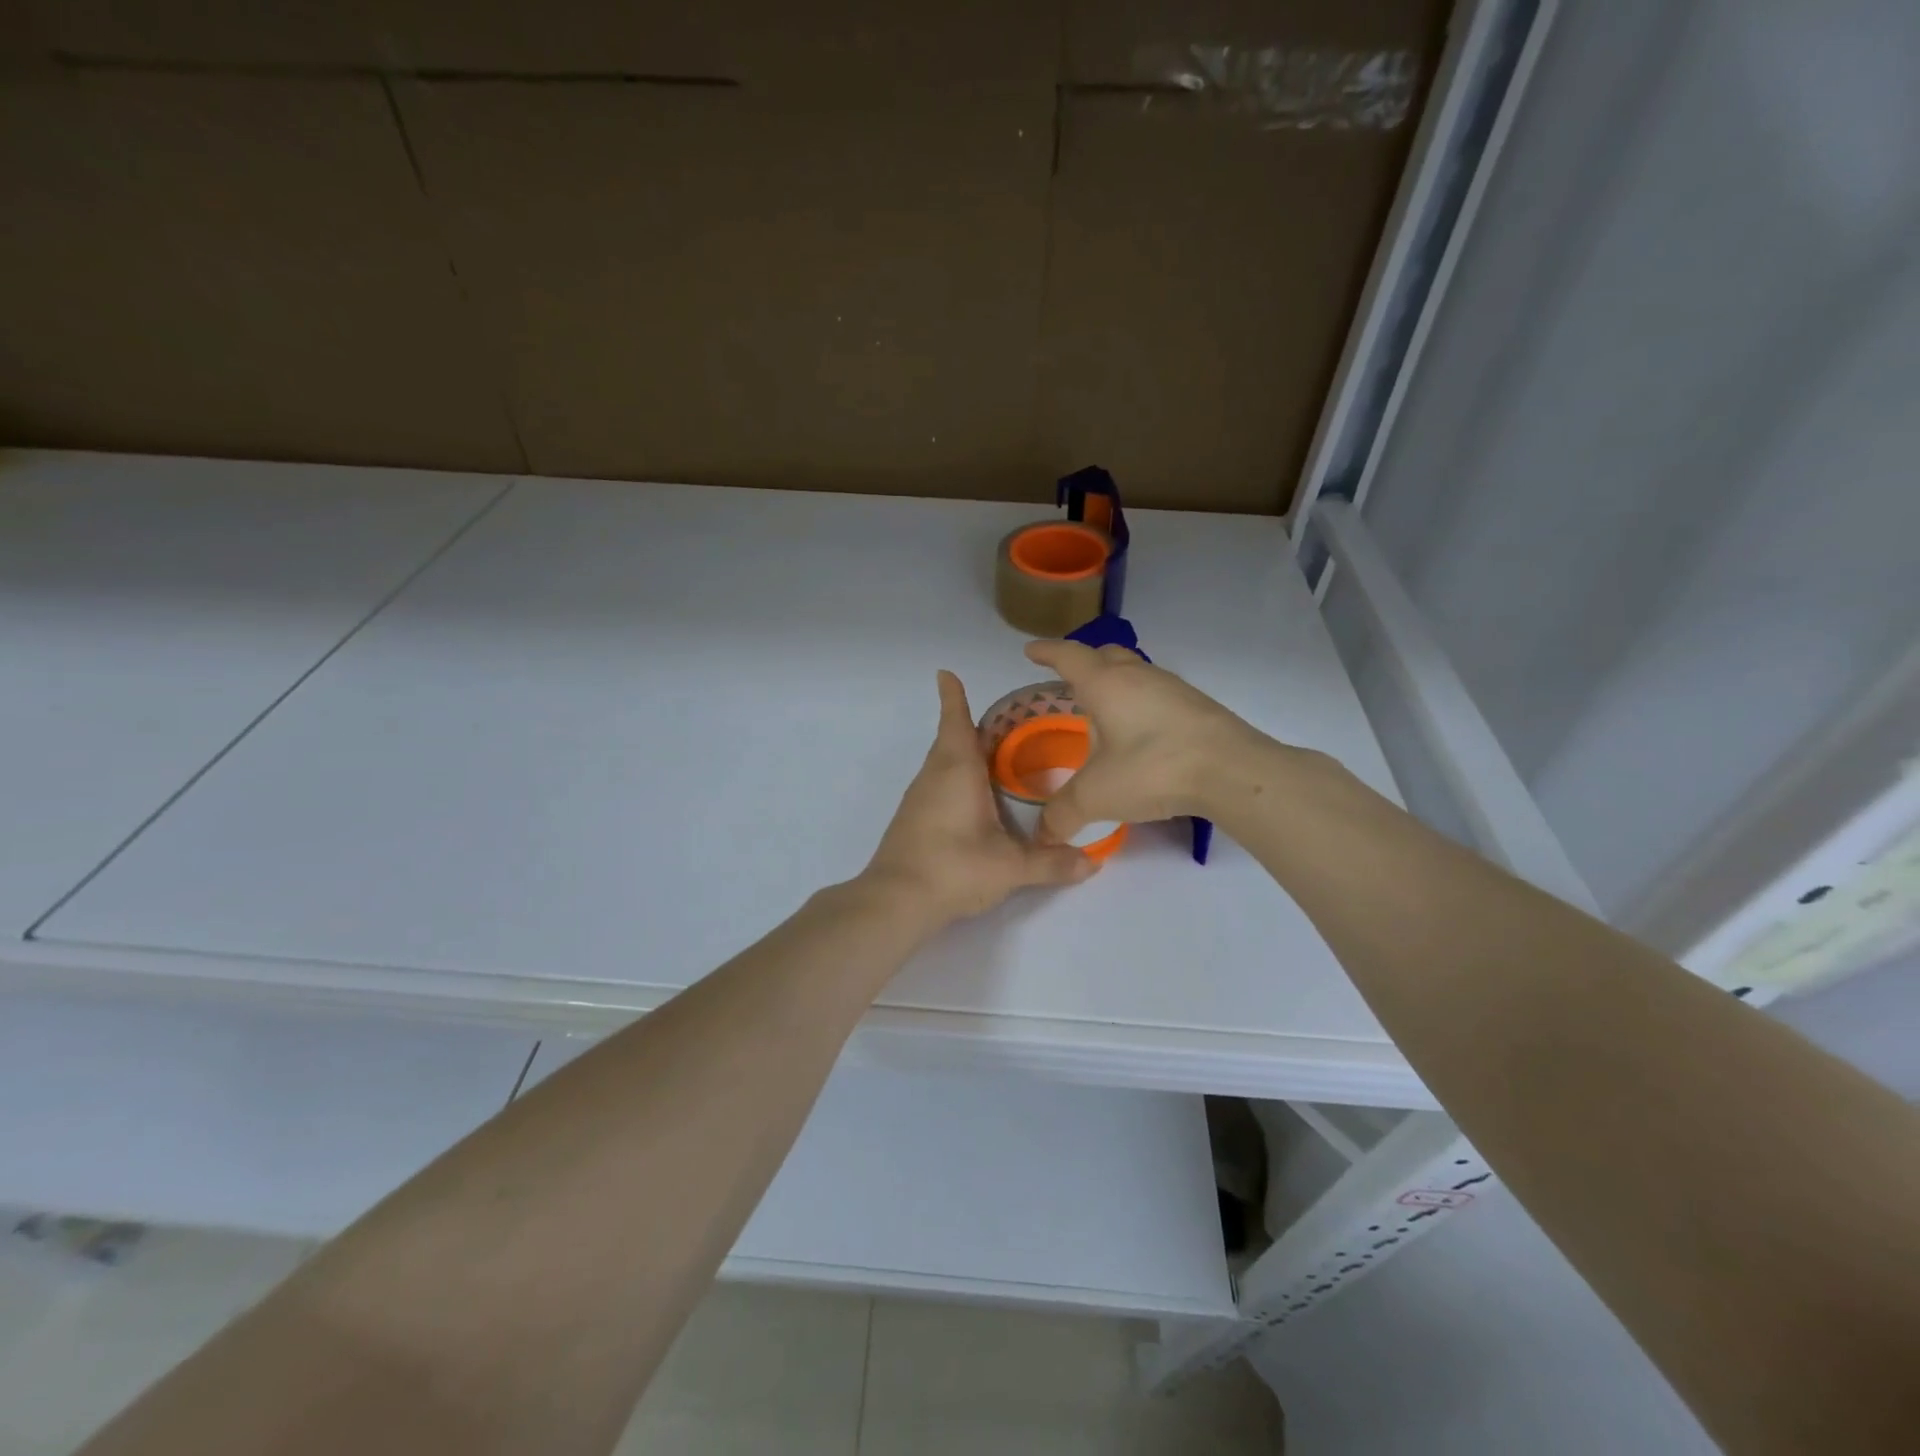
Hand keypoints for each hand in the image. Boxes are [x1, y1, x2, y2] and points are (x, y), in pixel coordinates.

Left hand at [861, 670, 1094, 925]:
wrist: (895, 901)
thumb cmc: (954, 868)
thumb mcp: (1010, 867)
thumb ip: (1051, 863)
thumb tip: (1091, 863)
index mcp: (956, 771)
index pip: (955, 723)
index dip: (952, 697)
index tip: (945, 674)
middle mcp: (934, 777)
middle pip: (949, 740)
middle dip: (969, 726)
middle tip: (1001, 723)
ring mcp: (918, 799)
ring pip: (941, 763)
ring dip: (961, 753)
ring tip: (991, 755)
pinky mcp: (912, 821)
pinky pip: (936, 785)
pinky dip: (953, 778)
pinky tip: (971, 798)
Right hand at [1021, 639, 1274, 843]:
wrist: (1232, 771)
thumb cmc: (1152, 768)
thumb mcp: (1097, 795)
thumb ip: (1063, 813)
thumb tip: (1044, 835)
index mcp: (1106, 684)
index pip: (1068, 657)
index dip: (1046, 652)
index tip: (1030, 651)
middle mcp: (1138, 676)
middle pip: (1106, 655)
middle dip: (1084, 662)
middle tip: (1069, 679)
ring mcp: (1173, 688)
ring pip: (1136, 672)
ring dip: (1116, 682)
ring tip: (1105, 709)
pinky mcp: (1198, 706)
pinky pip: (1157, 693)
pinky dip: (1140, 702)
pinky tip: (1141, 731)